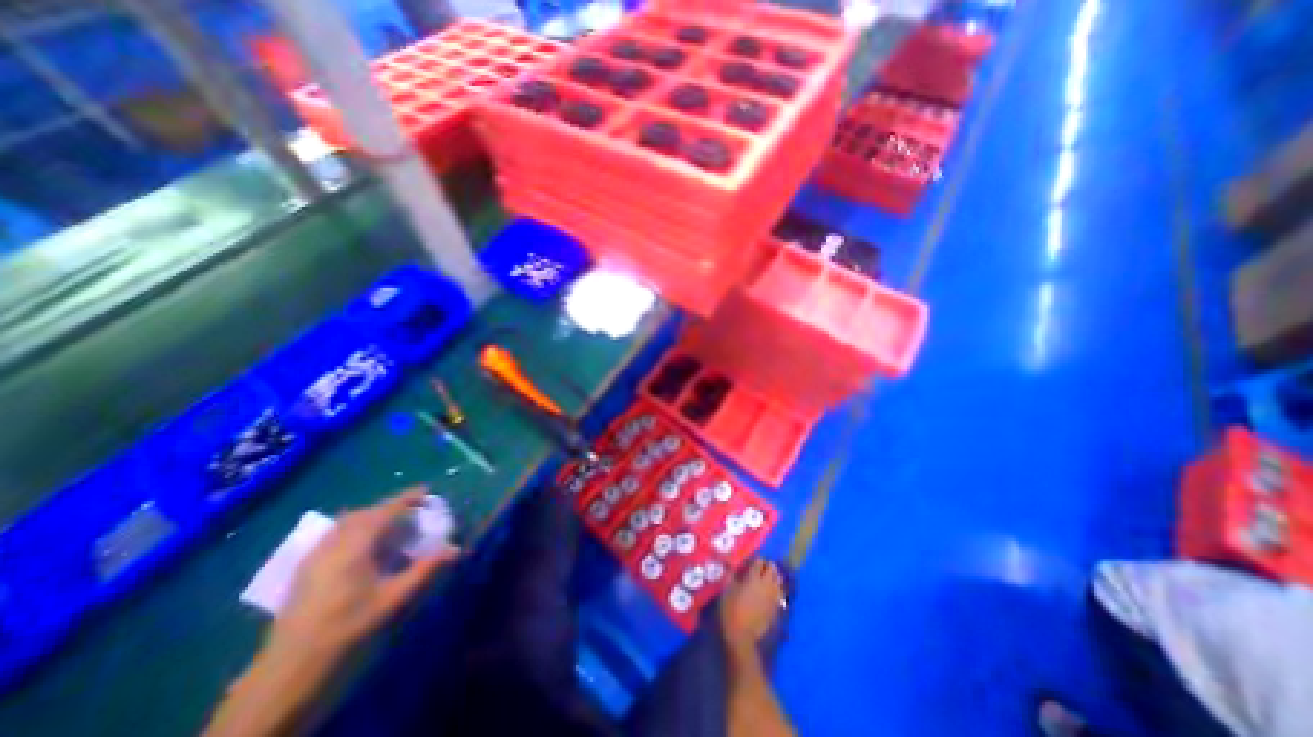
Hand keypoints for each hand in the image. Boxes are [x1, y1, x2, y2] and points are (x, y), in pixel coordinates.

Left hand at [264, 491, 458, 654]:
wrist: (290, 667)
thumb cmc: (349, 627)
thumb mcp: (394, 598)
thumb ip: (425, 569)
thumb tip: (454, 549)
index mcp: (354, 547)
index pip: (385, 511)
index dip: (407, 499)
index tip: (426, 491)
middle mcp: (333, 543)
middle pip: (365, 512)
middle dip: (390, 506)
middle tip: (414, 508)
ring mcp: (315, 555)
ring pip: (347, 521)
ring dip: (372, 515)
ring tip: (392, 522)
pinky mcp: (305, 567)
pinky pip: (334, 533)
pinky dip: (355, 526)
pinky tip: (364, 542)